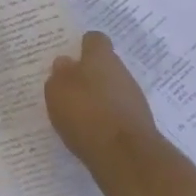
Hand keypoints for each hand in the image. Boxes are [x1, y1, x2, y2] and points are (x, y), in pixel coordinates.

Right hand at [45, 31, 160, 178]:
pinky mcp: (138, 122)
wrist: (125, 156)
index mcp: (101, 58)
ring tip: (78, 112)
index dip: (83, 45)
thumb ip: (60, 74)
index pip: (95, 39)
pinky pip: (118, 111)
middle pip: (105, 65)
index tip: (71, 55)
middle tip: (69, 86)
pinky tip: (91, 130)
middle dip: (89, 74)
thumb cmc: (85, 113)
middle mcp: (121, 72)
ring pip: (112, 89)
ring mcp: (133, 98)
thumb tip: (65, 62)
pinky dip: (106, 117)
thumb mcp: (57, 90)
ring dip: (98, 97)